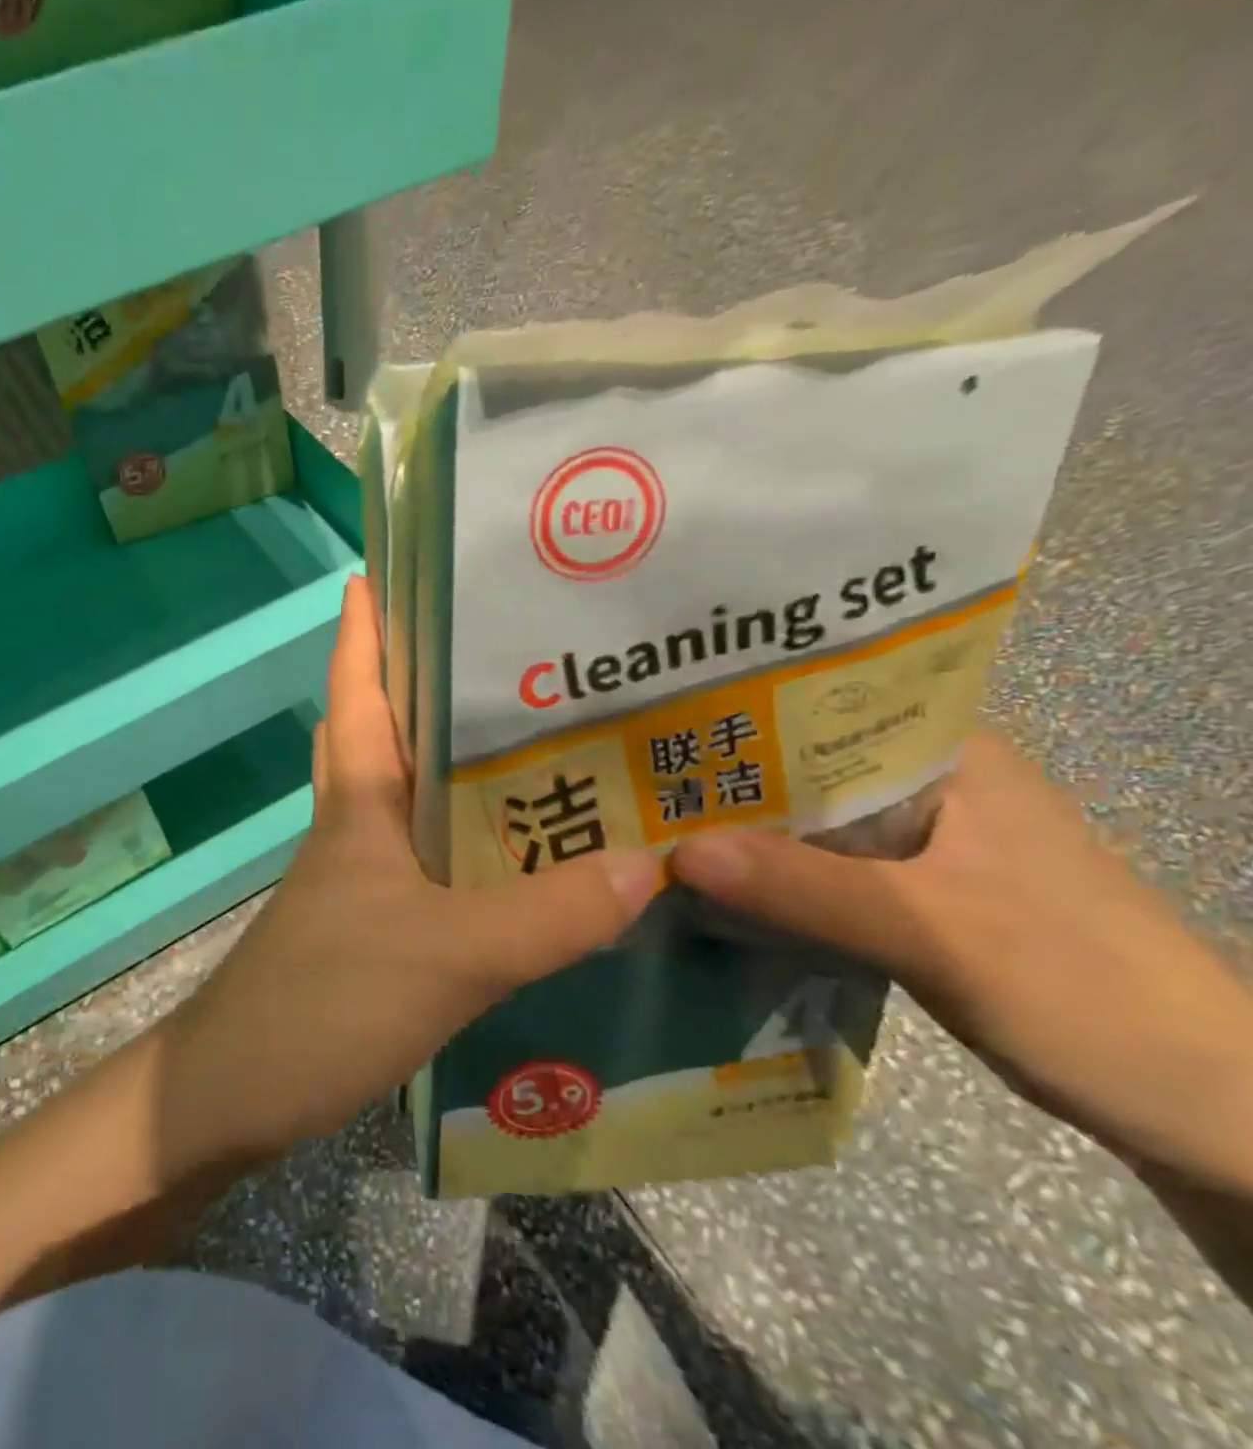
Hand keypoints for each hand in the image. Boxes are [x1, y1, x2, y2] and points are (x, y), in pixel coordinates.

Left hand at [160, 576, 662, 1160]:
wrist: (233, 1093)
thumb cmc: (321, 1001)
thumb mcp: (446, 954)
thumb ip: (547, 914)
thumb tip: (651, 864)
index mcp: (358, 801)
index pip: (356, 689)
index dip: (365, 626)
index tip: (385, 567)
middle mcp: (355, 824)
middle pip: (385, 730)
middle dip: (427, 682)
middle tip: (507, 647)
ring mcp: (359, 877)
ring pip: (409, 796)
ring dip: (456, 765)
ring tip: (540, 738)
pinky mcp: (372, 926)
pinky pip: (426, 862)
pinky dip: (466, 844)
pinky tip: (521, 857)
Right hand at [673, 732, 1252, 1194]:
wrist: (1206, 1113)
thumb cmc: (1089, 995)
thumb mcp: (942, 935)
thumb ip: (810, 891)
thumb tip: (676, 851)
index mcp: (951, 757)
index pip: (823, 705)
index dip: (736, 708)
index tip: (651, 720)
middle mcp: (929, 787)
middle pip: (801, 766)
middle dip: (721, 774)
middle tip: (624, 779)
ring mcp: (919, 845)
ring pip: (804, 821)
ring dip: (739, 829)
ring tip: (646, 824)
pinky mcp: (909, 895)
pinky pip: (815, 869)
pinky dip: (766, 875)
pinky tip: (708, 884)